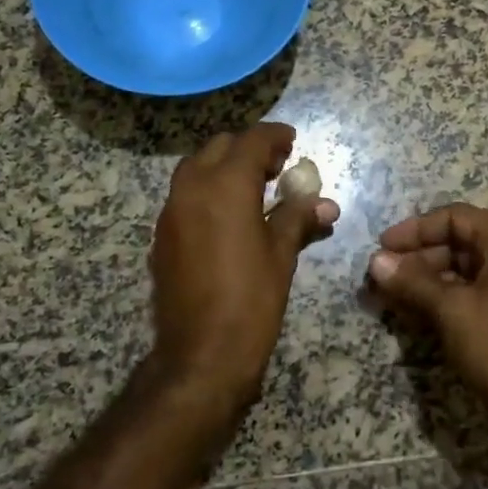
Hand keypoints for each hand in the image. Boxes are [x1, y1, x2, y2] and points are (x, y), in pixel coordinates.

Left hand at [148, 123, 339, 403]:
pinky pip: (184, 195)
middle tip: (276, 167)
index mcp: (226, 185)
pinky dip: (207, 191)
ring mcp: (171, 211)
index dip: (275, 135)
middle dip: (248, 149)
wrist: (201, 353)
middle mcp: (192, 187)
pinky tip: (228, 216)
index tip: (292, 141)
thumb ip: (298, 218)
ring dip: (224, 167)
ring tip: (254, 188)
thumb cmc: (251, 299)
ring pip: (196, 168)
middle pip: (219, 147)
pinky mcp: (162, 235)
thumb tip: (325, 204)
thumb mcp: (282, 254)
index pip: (252, 140)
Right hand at [367, 204, 487, 460]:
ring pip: (460, 270)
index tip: (383, 245)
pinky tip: (409, 310)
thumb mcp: (451, 310)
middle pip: (457, 242)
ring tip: (387, 293)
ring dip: (423, 279)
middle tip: (380, 274)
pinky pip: (468, 292)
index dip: (416, 229)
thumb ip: (413, 281)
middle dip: (416, 257)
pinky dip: (440, 297)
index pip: (455, 218)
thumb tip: (375, 261)